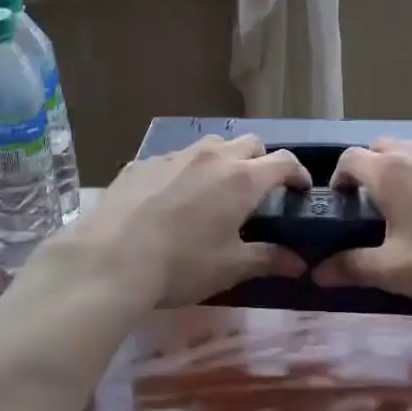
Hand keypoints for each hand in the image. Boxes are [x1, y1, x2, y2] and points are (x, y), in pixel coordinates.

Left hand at [58, 135, 310, 307]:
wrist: (111, 258)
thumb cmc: (182, 264)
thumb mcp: (231, 267)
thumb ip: (269, 259)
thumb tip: (299, 264)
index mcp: (242, 179)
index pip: (283, 161)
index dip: (297, 172)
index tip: (300, 189)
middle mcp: (212, 157)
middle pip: (249, 143)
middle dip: (261, 160)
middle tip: (259, 190)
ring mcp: (174, 156)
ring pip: (210, 145)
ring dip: (223, 160)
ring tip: (216, 189)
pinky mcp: (142, 164)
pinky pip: (174, 159)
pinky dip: (185, 171)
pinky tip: (171, 198)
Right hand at [313, 139, 411, 308]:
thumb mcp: (395, 272)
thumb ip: (352, 268)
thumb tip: (317, 272)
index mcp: (389, 172)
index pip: (349, 158)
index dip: (339, 177)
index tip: (342, 203)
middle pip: (381, 147)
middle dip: (371, 169)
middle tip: (376, 204)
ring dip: (405, 169)